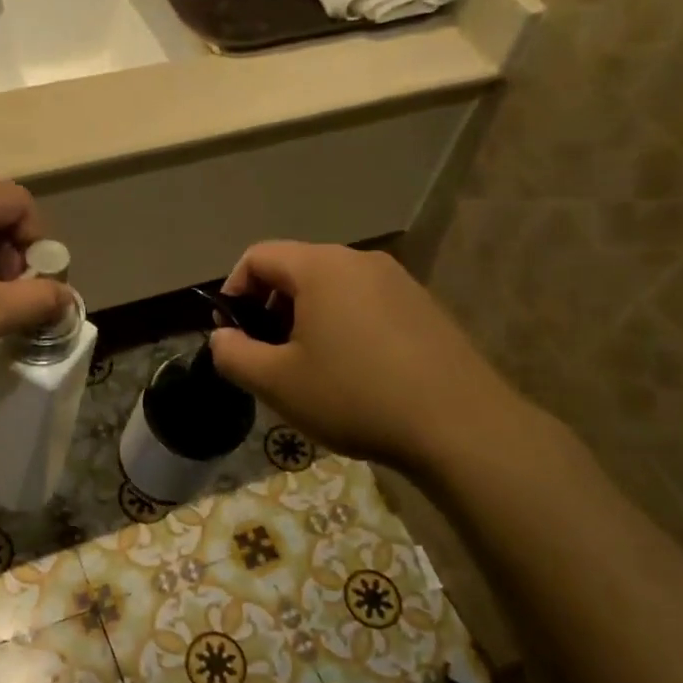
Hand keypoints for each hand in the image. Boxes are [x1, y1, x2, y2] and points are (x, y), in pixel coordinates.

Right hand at [207, 241, 530, 471]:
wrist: (459, 426)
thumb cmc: (355, 397)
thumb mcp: (277, 383)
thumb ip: (234, 355)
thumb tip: (222, 338)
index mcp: (321, 267)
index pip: (258, 256)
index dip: (232, 291)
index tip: (231, 334)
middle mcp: (360, 261)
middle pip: (296, 270)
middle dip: (270, 309)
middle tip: (268, 357)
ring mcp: (399, 282)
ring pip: (332, 289)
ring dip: (306, 320)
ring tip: (309, 369)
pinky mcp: (424, 307)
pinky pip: (365, 305)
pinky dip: (343, 327)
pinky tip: (354, 374)